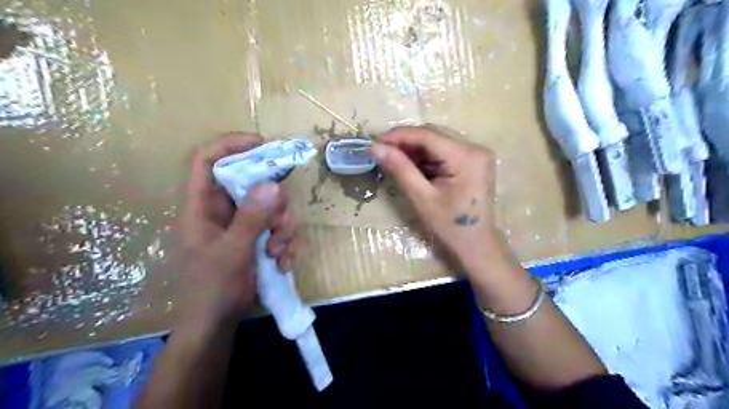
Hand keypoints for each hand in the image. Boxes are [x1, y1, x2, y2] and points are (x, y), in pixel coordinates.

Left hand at [178, 133, 299, 322]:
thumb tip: (273, 184)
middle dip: (275, 203)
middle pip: (253, 183)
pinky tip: (283, 264)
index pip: (206, 159)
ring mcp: (243, 224)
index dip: (230, 144)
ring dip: (284, 229)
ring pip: (273, 206)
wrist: (217, 324)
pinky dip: (287, 244)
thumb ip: (251, 218)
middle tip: (280, 224)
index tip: (262, 144)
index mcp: (201, 206)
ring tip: (279, 253)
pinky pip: (280, 228)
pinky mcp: (258, 237)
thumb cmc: (212, 289)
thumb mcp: (232, 253)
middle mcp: (223, 209)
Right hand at [371, 126, 502, 268]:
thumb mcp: (421, 197)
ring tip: (393, 161)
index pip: (427, 135)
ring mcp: (475, 154)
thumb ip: (400, 168)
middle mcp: (474, 148)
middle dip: (405, 142)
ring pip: (437, 142)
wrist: (475, 245)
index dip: (399, 136)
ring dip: (414, 150)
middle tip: (381, 153)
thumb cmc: (449, 226)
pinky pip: (443, 152)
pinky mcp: (472, 162)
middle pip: (433, 135)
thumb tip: (375, 147)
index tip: (375, 143)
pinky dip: (425, 158)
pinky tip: (411, 167)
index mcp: (466, 156)